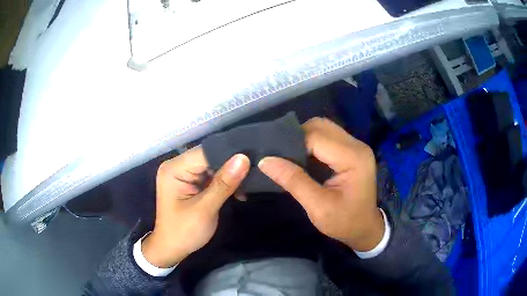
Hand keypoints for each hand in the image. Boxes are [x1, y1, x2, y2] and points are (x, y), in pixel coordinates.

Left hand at [142, 148, 249, 267]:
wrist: (172, 249)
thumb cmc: (184, 232)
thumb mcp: (205, 209)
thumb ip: (224, 183)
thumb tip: (243, 158)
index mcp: (174, 169)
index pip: (205, 152)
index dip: (228, 154)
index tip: (253, 158)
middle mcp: (177, 166)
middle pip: (208, 158)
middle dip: (230, 165)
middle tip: (255, 170)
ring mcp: (184, 175)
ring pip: (212, 166)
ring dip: (230, 176)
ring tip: (250, 182)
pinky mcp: (191, 183)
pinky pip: (211, 176)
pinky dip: (224, 183)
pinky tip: (239, 191)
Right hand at [258, 118, 383, 251]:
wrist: (364, 228)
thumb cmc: (344, 222)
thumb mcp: (318, 207)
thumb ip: (294, 181)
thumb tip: (264, 161)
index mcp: (353, 158)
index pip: (316, 137)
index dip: (292, 144)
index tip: (274, 157)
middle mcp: (356, 145)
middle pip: (320, 126)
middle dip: (297, 137)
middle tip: (282, 156)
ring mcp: (356, 146)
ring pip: (323, 127)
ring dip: (304, 138)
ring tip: (291, 157)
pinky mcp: (352, 150)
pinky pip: (327, 136)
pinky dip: (312, 142)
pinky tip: (303, 157)